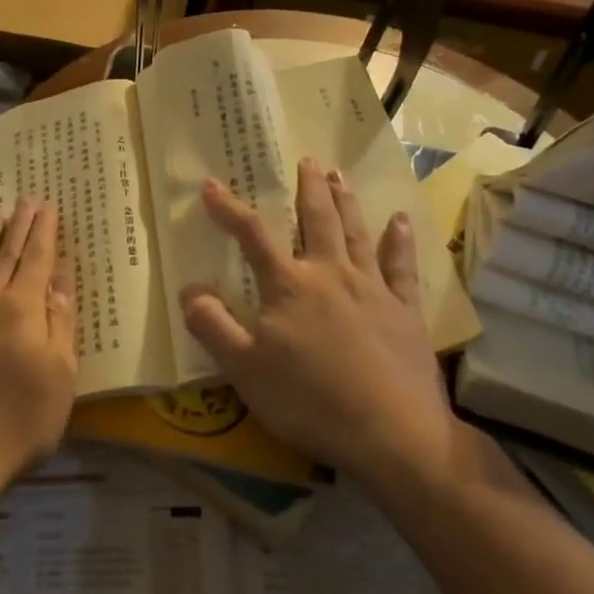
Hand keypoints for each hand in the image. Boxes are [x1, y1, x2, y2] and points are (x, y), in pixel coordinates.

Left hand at [0, 199, 77, 510]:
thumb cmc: (18, 423)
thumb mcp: (59, 377)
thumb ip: (60, 323)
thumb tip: (60, 278)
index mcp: (22, 309)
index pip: (37, 260)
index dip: (44, 233)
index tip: (48, 206)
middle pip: (6, 256)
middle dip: (19, 227)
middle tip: (26, 200)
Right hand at [180, 159, 477, 493]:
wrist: (392, 434)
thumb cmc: (309, 401)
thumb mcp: (244, 369)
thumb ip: (213, 325)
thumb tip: (188, 289)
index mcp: (289, 286)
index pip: (253, 235)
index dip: (229, 209)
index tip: (212, 185)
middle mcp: (331, 274)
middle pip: (317, 220)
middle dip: (308, 188)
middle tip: (307, 160)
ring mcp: (373, 289)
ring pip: (356, 233)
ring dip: (346, 201)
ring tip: (339, 176)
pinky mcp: (405, 310)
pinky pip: (402, 266)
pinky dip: (399, 241)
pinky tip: (400, 221)